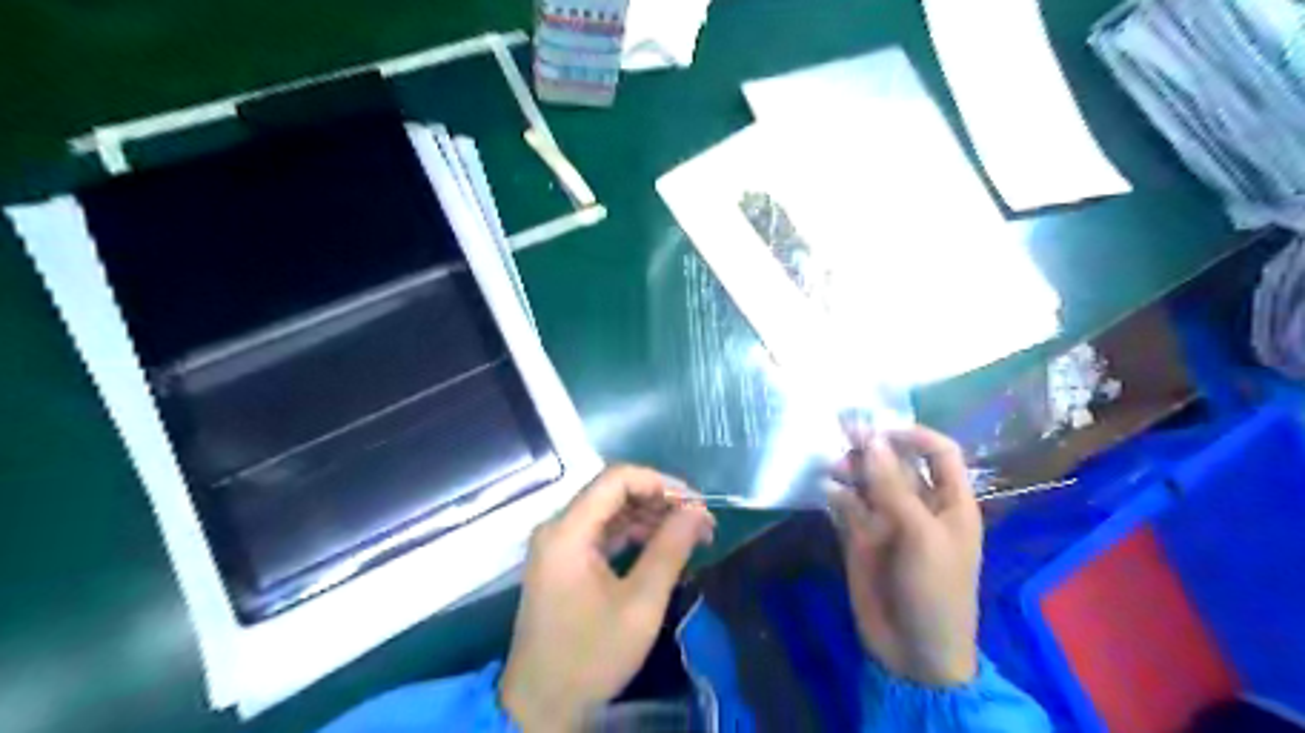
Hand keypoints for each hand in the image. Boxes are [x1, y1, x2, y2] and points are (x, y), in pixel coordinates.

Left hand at [501, 468, 717, 729]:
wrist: (541, 707)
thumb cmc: (591, 656)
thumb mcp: (640, 603)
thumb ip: (670, 549)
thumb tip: (698, 511)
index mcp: (568, 530)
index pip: (616, 479)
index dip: (660, 482)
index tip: (696, 503)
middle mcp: (558, 527)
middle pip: (613, 492)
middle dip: (659, 501)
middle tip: (700, 523)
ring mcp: (558, 544)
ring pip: (609, 512)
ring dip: (649, 518)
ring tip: (690, 535)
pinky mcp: (563, 562)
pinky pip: (601, 533)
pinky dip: (632, 536)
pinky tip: (662, 548)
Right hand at [829, 423, 983, 685]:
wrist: (914, 652)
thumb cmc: (935, 591)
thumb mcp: (921, 536)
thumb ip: (894, 488)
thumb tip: (871, 440)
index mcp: (949, 501)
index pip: (939, 452)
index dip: (914, 436)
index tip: (881, 431)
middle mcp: (918, 504)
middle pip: (896, 462)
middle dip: (872, 446)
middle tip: (839, 431)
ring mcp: (887, 520)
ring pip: (867, 480)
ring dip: (850, 468)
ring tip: (830, 465)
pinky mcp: (860, 536)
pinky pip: (847, 504)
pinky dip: (836, 493)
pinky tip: (825, 490)